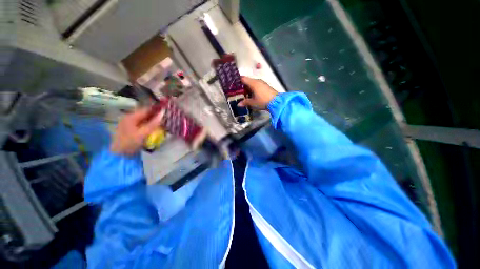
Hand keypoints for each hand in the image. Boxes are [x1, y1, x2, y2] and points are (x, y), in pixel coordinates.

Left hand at [110, 107, 163, 154]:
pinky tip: (155, 128)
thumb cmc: (130, 143)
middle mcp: (129, 118)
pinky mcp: (130, 129)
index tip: (166, 112)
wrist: (119, 155)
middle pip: (145, 114)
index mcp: (131, 117)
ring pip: (144, 119)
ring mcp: (129, 123)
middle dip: (155, 116)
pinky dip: (149, 125)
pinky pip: (142, 124)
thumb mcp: (143, 133)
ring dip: (153, 120)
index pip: (146, 110)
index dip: (156, 110)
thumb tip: (163, 113)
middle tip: (166, 118)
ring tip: (162, 123)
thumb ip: (153, 124)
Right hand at [238, 77, 277, 109]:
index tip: (233, 84)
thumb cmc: (262, 101)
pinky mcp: (266, 86)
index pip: (243, 78)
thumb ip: (245, 102)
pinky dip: (253, 89)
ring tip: (244, 94)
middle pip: (247, 81)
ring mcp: (262, 83)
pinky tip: (252, 94)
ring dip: (248, 88)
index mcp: (253, 83)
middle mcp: (257, 81)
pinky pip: (257, 85)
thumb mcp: (253, 103)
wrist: (276, 102)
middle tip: (237, 91)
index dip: (237, 80)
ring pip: (252, 83)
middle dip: (242, 86)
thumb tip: (238, 104)